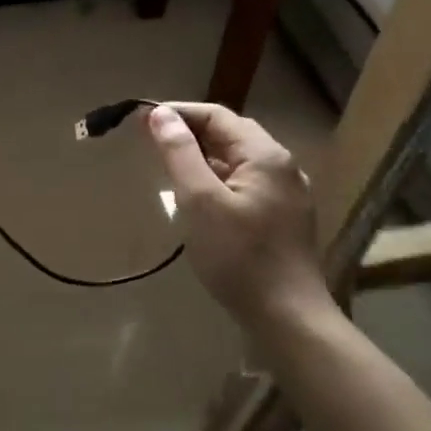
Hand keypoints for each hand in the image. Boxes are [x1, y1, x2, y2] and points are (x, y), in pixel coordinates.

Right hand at [144, 103, 332, 341]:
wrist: (289, 318)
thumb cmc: (239, 257)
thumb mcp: (200, 201)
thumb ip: (180, 153)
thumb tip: (161, 114)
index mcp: (265, 155)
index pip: (217, 115)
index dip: (178, 112)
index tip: (141, 121)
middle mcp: (282, 166)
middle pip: (230, 134)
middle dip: (189, 132)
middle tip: (151, 141)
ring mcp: (287, 193)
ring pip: (238, 160)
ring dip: (203, 156)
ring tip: (169, 166)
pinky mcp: (284, 218)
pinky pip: (245, 183)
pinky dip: (218, 179)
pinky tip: (200, 197)